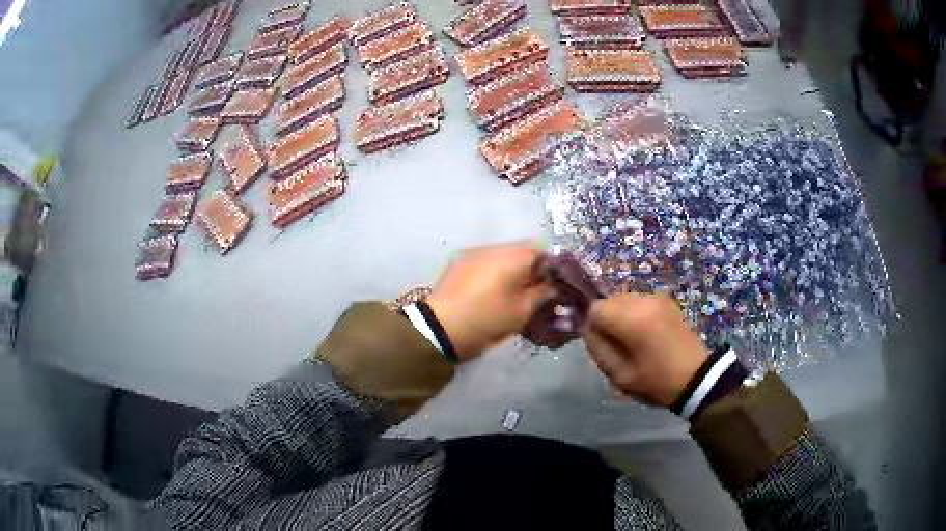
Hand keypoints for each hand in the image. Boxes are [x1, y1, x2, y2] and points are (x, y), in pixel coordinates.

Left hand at [427, 243, 550, 360]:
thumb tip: (555, 285)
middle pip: (522, 251)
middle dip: (531, 269)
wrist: (441, 328)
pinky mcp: (458, 262)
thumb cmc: (488, 319)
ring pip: (502, 256)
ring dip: (511, 270)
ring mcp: (473, 252)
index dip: (552, 268)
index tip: (553, 286)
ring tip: (512, 294)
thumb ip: (544, 293)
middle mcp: (494, 246)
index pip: (543, 250)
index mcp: (513, 255)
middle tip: (535, 293)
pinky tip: (491, 292)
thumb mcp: (523, 310)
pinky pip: (485, 262)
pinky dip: (493, 272)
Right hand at [583, 292, 708, 406]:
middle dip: (607, 319)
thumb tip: (589, 330)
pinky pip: (639, 301)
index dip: (593, 327)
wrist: (696, 378)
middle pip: (609, 300)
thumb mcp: (619, 375)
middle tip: (616, 345)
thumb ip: (598, 349)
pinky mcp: (666, 301)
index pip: (595, 308)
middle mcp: (643, 300)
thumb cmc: (656, 381)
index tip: (602, 346)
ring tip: (632, 340)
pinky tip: (646, 333)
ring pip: (624, 299)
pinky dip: (635, 313)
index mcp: (631, 319)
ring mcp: (657, 298)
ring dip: (621, 315)